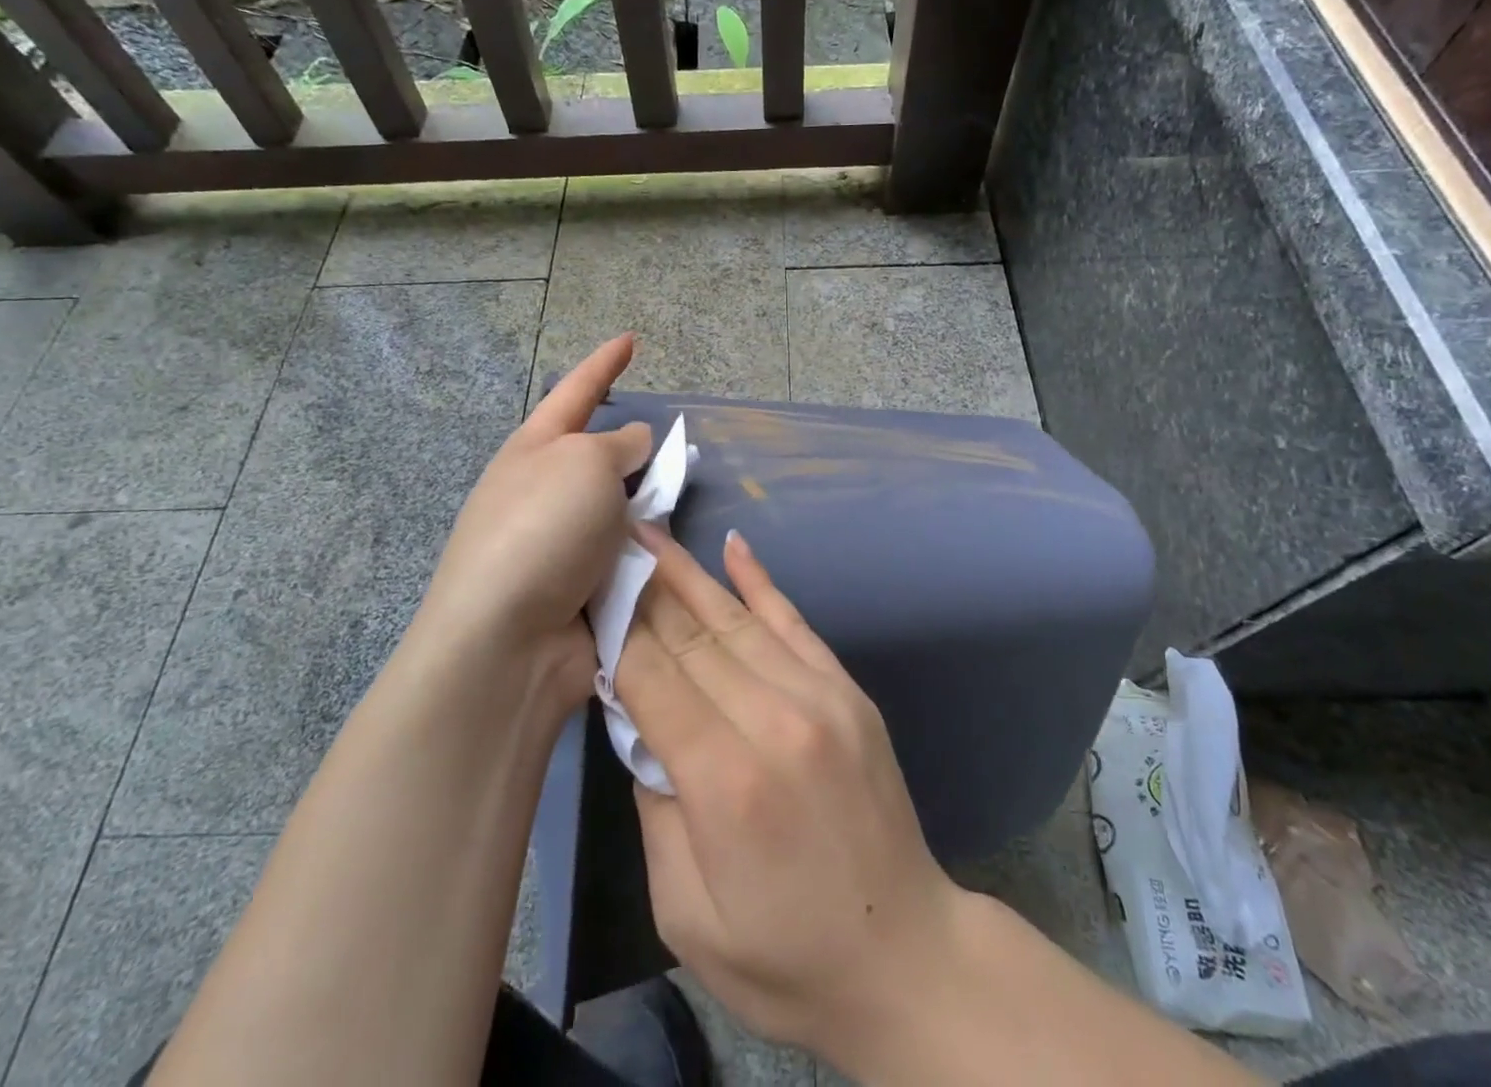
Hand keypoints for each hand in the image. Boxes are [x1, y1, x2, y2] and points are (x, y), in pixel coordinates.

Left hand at [411, 334, 651, 703]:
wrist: (507, 642)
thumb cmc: (543, 529)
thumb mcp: (586, 463)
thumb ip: (619, 444)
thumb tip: (633, 444)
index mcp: (535, 449)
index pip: (576, 391)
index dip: (605, 363)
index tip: (631, 339)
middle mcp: (543, 491)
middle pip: (601, 455)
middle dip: (637, 452)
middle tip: (676, 453)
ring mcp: (559, 543)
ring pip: (620, 508)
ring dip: (646, 508)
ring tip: (677, 509)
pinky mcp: (578, 589)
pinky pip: (626, 555)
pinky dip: (646, 551)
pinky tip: (669, 556)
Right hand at [615, 528, 963, 1065]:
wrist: (906, 956)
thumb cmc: (784, 956)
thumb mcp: (685, 913)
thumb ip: (655, 806)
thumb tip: (642, 721)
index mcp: (726, 779)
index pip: (651, 676)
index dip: (614, 627)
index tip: (584, 587)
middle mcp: (774, 718)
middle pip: (690, 636)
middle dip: (641, 588)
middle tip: (605, 542)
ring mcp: (820, 696)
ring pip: (737, 619)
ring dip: (688, 572)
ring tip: (650, 532)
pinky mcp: (848, 691)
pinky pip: (796, 622)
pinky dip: (761, 581)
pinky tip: (734, 546)